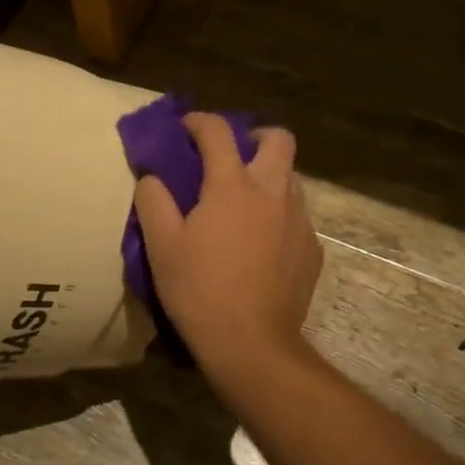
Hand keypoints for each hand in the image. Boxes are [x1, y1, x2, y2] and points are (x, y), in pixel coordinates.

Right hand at [133, 113, 322, 376]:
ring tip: (245, 201)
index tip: (186, 127)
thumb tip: (152, 176)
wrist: (250, 342)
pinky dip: (278, 215)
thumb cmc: (199, 290)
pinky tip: (261, 243)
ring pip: (291, 178)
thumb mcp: (161, 245)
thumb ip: (153, 201)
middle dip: (254, 136)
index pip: (218, 132)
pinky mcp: (312, 250)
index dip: (199, 121)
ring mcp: (298, 221)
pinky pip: (297, 216)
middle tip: (232, 155)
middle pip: (278, 140)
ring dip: (269, 175)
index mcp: (233, 186)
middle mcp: (273, 193)